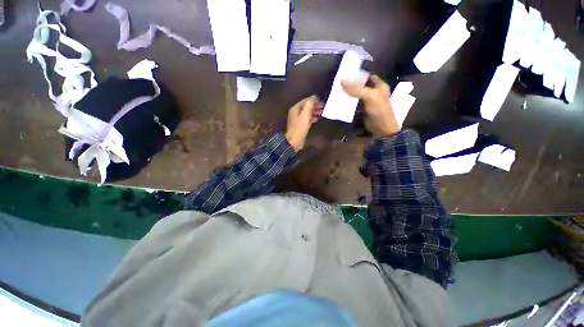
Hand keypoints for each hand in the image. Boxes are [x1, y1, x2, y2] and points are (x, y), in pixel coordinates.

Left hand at [285, 95, 322, 151]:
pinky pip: (306, 118)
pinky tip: (317, 118)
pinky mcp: (300, 125)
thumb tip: (314, 97)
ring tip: (322, 112)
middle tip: (324, 107)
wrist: (294, 141)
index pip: (305, 100)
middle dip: (315, 106)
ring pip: (307, 113)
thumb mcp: (306, 114)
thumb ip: (310, 104)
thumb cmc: (300, 127)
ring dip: (314, 111)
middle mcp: (295, 112)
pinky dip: (312, 117)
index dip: (314, 100)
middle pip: (306, 106)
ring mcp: (297, 119)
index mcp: (295, 108)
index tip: (322, 101)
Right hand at [341, 75, 399, 136]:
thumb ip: (356, 89)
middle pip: (361, 85)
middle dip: (352, 84)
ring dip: (349, 93)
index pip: (368, 76)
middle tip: (340, 82)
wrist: (381, 127)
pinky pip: (355, 102)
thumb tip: (342, 81)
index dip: (359, 74)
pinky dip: (349, 101)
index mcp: (379, 85)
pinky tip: (341, 100)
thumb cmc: (378, 109)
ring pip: (357, 94)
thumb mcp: (369, 96)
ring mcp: (368, 101)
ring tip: (338, 89)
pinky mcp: (363, 109)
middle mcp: (374, 91)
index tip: (347, 73)